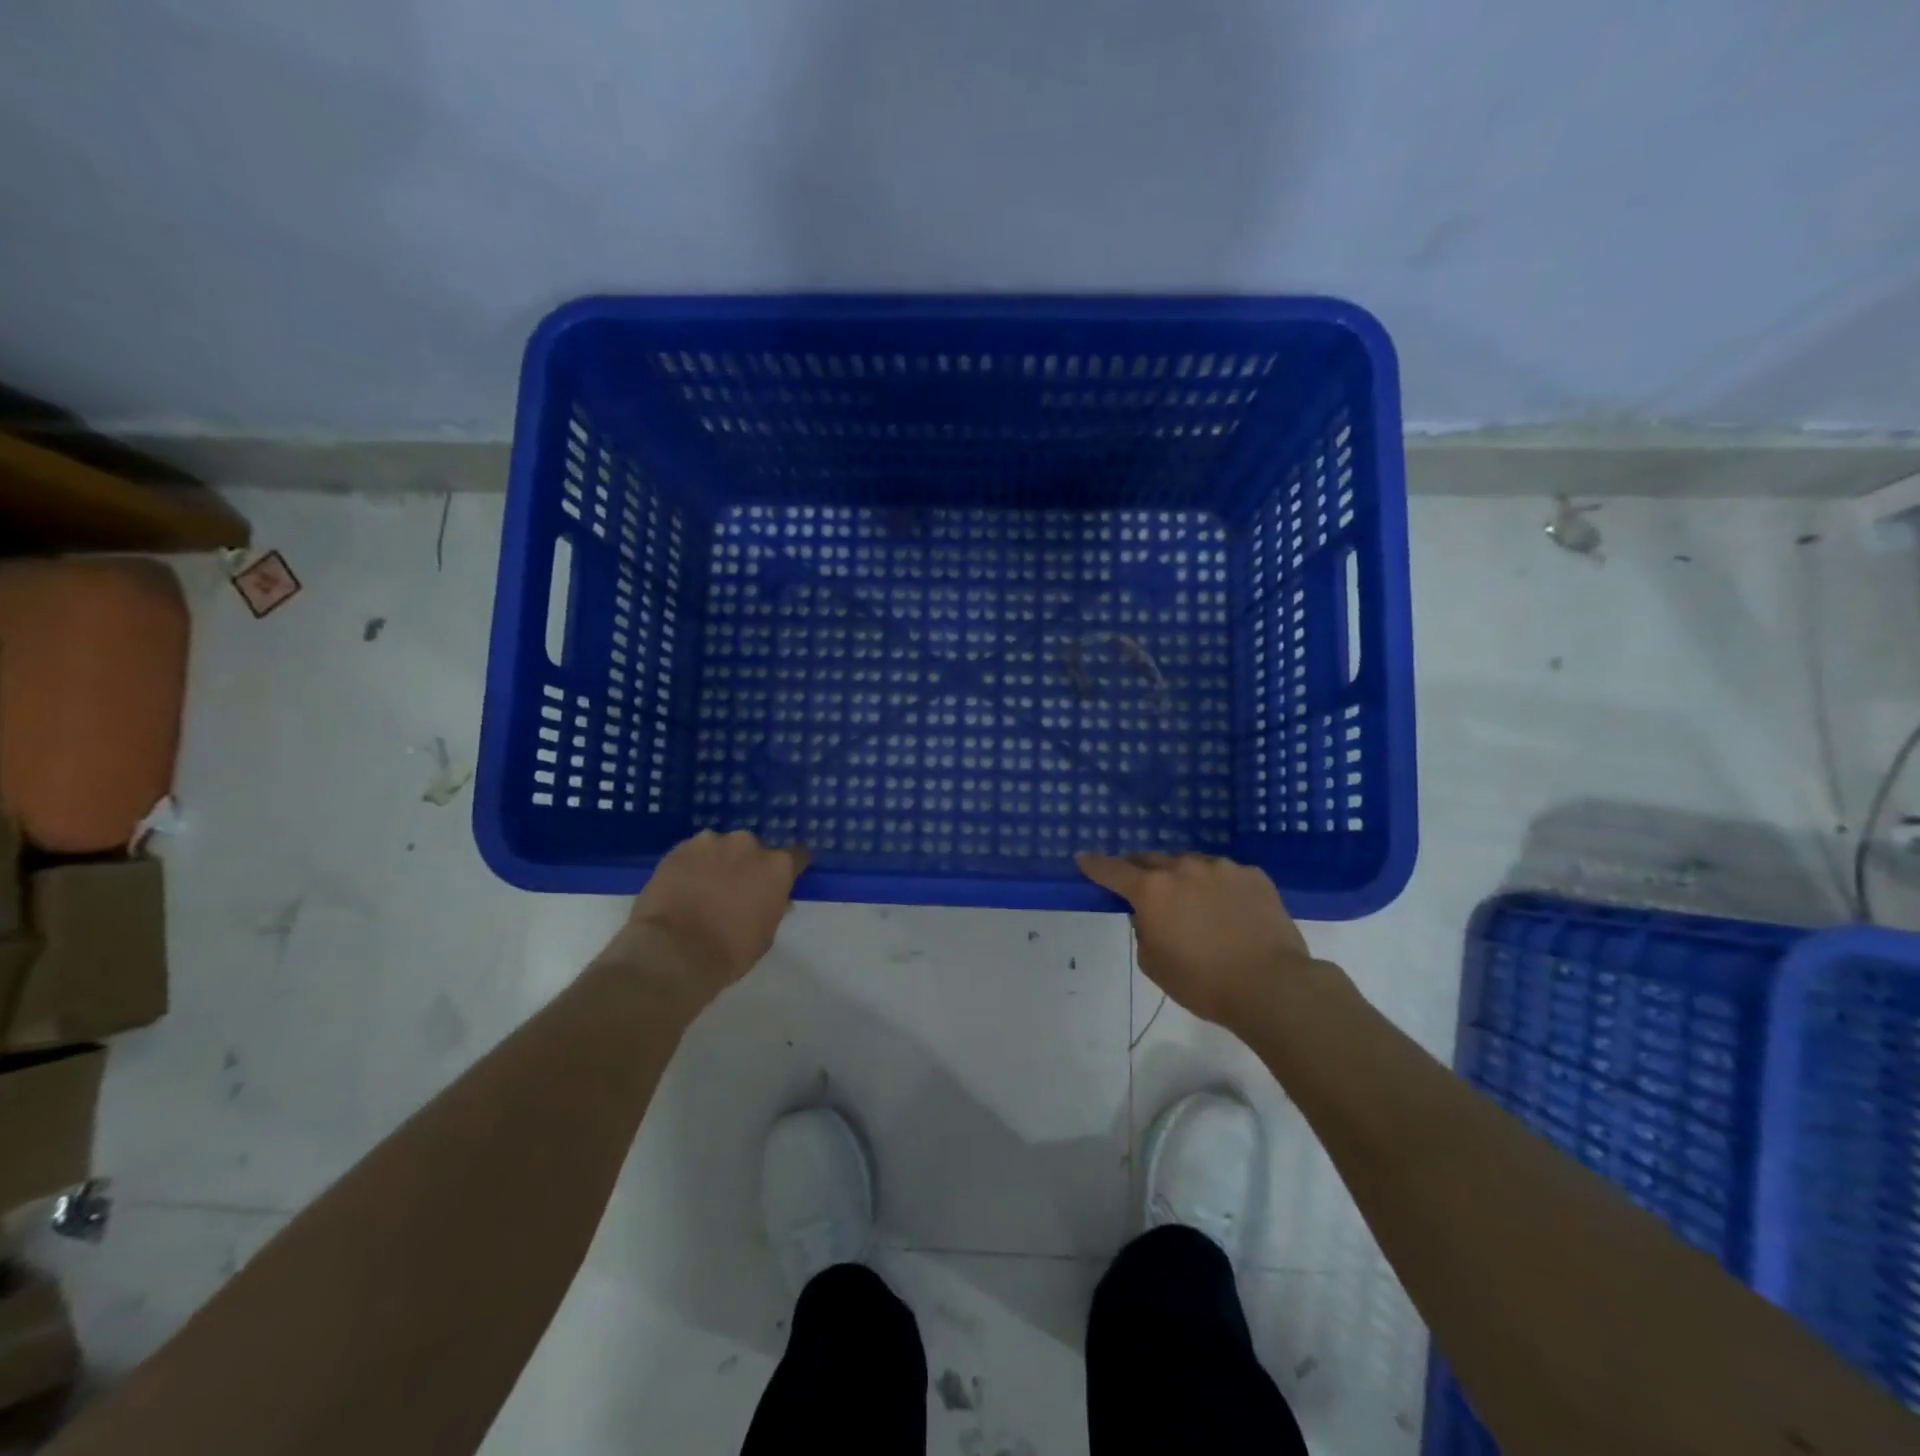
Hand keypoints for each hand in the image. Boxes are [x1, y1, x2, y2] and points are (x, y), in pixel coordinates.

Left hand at [605, 831, 808, 1008]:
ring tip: (703, 888)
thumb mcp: (765, 934)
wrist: (674, 952)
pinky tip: (682, 886)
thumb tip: (777, 899)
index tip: (780, 880)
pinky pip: (693, 853)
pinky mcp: (680, 848)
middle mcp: (748, 845)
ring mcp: (712, 842)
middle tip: (735, 889)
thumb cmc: (730, 951)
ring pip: (721, 848)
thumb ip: (774, 907)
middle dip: (748, 865)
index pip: (796, 856)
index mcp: (777, 866)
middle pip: (754, 850)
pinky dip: (692, 865)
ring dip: (718, 862)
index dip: (789, 868)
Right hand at [1076, 852, 1314, 1028]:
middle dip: (1141, 871)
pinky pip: (1225, 875)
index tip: (1083, 858)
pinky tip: (1229, 911)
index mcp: (1152, 890)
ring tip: (1194, 904)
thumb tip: (1149, 915)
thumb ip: (1143, 931)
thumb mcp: (1154, 964)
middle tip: (1141, 887)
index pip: (1112, 870)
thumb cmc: (1203, 983)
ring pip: (1191, 865)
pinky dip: (1219, 887)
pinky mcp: (1253, 875)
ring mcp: (1221, 868)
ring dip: (1183, 879)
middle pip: (1151, 861)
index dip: (1095, 864)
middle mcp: (1183, 868)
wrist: (1272, 985)